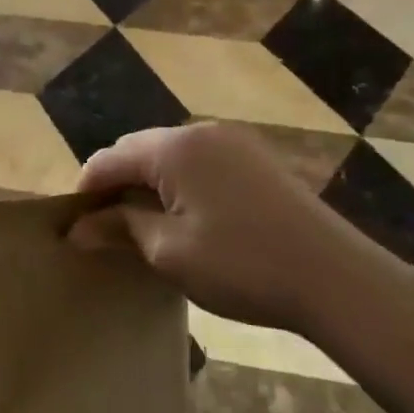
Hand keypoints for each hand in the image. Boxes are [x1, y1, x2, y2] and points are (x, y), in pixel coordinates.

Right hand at [69, 123, 397, 333]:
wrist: (338, 280)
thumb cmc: (242, 265)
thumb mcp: (169, 252)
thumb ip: (120, 229)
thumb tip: (78, 229)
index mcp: (174, 147)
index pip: (109, 158)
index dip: (85, 191)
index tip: (75, 228)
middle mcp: (201, 132)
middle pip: (138, 150)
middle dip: (116, 186)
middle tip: (106, 231)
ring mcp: (234, 143)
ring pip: (169, 157)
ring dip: (148, 186)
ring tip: (143, 228)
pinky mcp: (257, 161)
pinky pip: (200, 164)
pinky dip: (180, 186)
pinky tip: (186, 220)